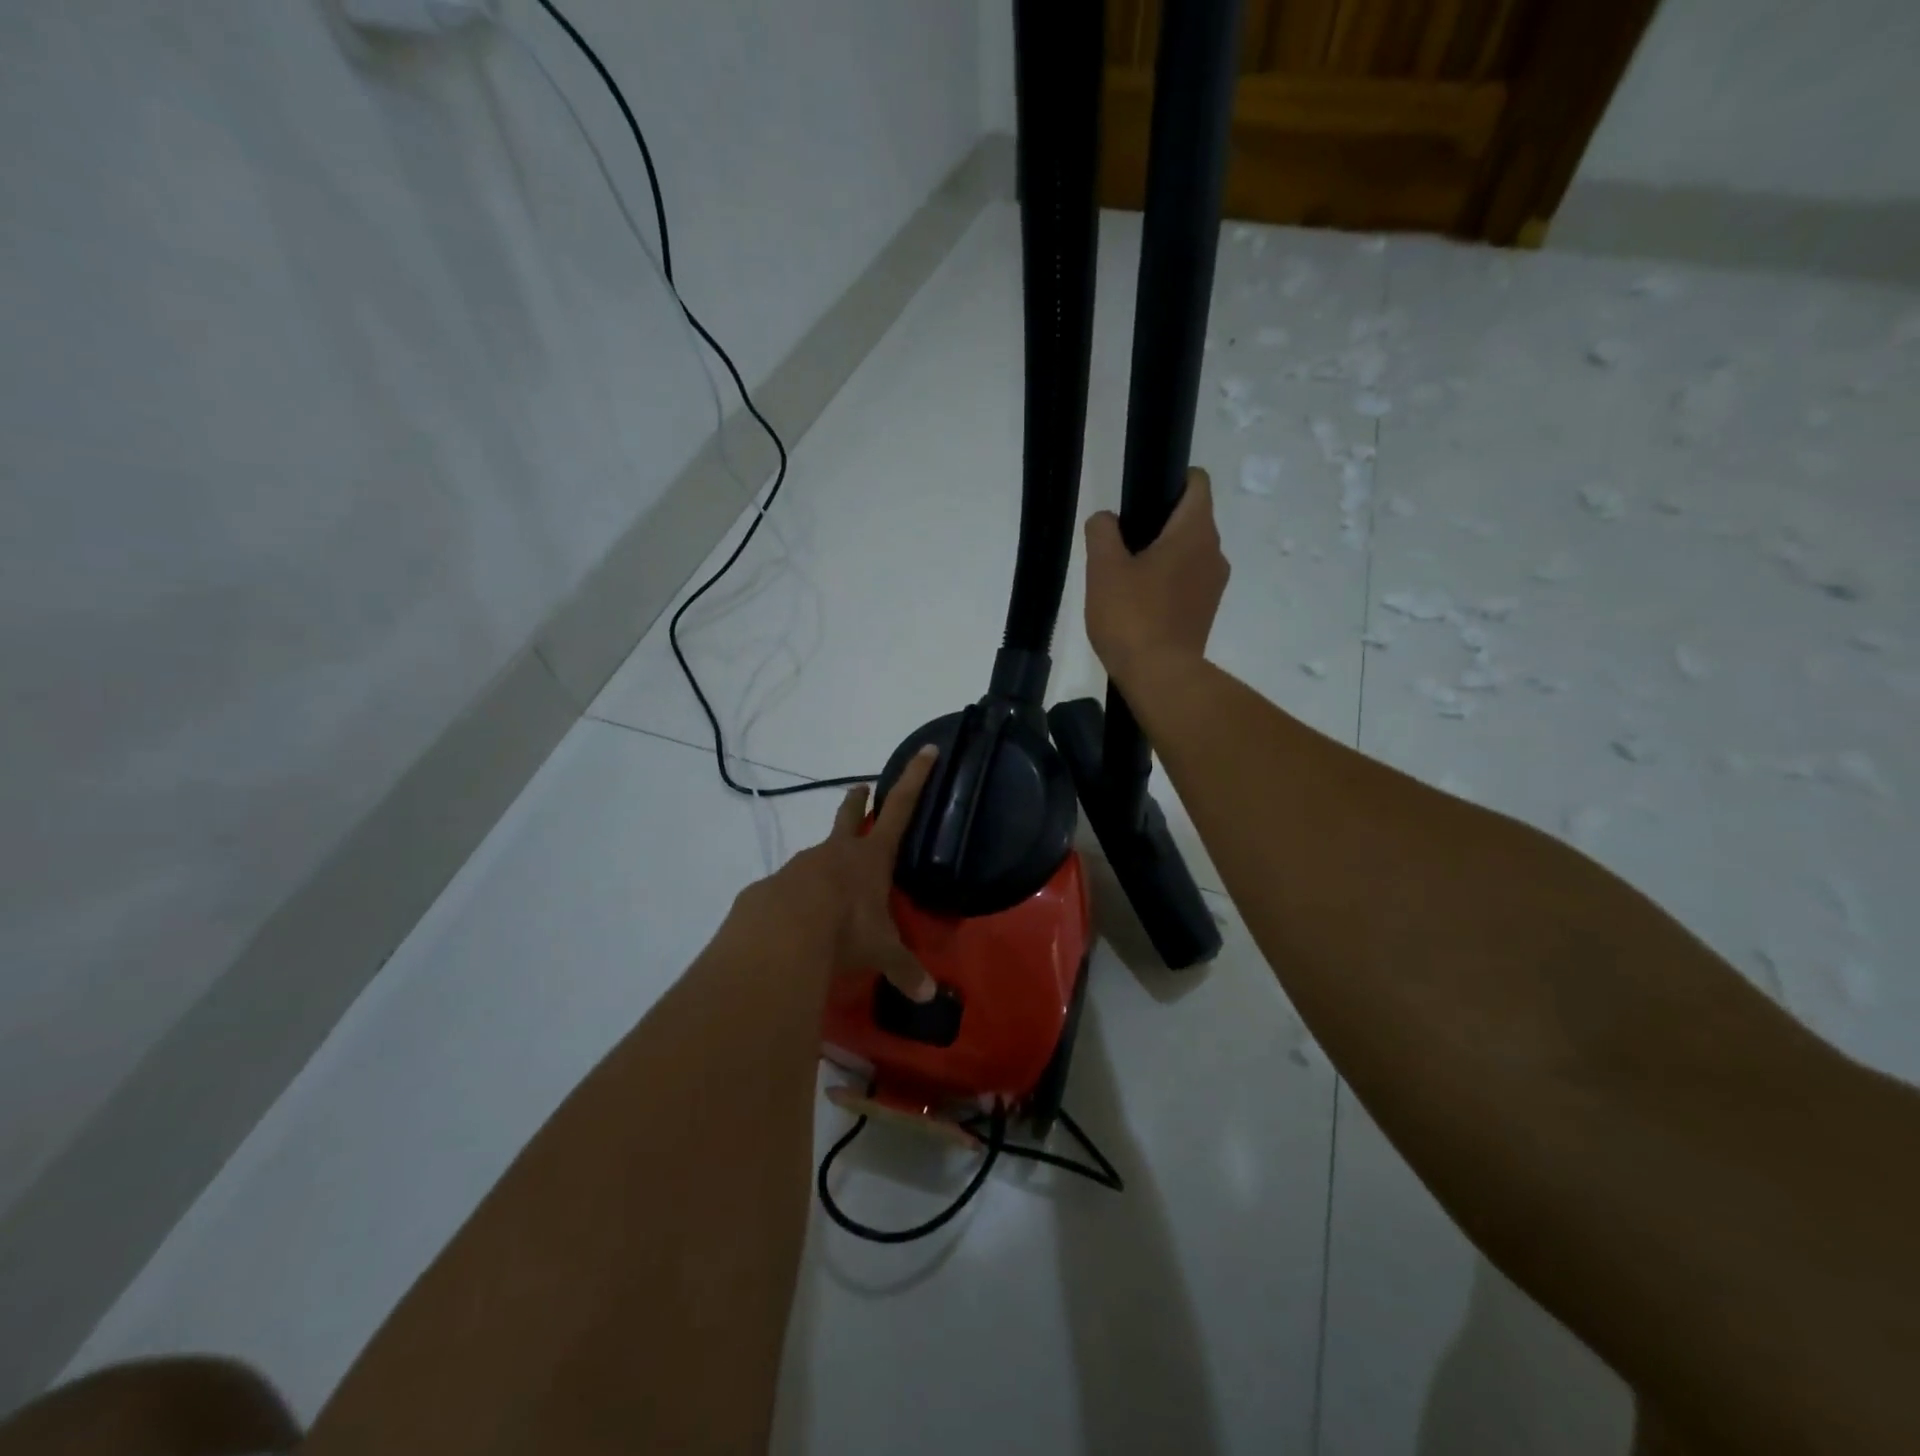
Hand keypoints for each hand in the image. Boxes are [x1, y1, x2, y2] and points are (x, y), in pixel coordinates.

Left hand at [746, 746, 938, 1001]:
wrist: (780, 935)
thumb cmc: (845, 931)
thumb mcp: (880, 952)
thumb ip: (904, 970)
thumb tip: (929, 996)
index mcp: (871, 857)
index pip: (901, 808)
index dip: (916, 778)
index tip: (927, 749)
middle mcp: (837, 852)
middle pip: (850, 815)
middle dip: (858, 800)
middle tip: (861, 788)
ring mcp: (802, 865)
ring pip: (819, 854)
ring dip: (828, 859)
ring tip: (832, 886)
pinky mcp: (773, 885)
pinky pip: (792, 888)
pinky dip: (800, 897)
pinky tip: (799, 920)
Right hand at [1083, 467, 1228, 685]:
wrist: (1159, 676)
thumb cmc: (1132, 616)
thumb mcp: (1103, 568)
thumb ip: (1102, 532)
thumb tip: (1105, 520)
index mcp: (1195, 531)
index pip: (1197, 482)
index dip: (1171, 480)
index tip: (1141, 498)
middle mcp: (1214, 552)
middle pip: (1190, 519)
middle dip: (1158, 524)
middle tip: (1120, 546)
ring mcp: (1214, 585)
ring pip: (1188, 553)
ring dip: (1162, 557)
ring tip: (1125, 580)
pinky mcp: (1206, 612)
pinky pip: (1187, 583)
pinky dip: (1167, 584)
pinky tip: (1138, 605)